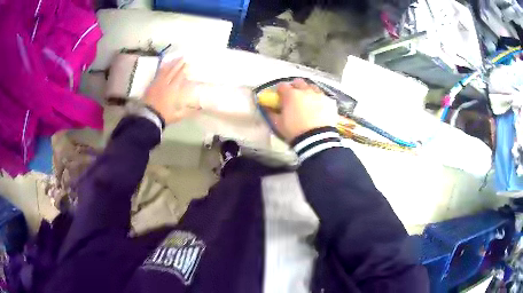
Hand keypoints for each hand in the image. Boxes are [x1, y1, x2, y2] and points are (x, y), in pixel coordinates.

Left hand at [144, 59, 200, 123]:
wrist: (148, 117)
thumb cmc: (164, 116)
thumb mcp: (177, 115)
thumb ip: (188, 111)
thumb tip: (199, 109)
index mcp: (173, 90)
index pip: (179, 76)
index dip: (183, 69)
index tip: (188, 63)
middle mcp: (165, 84)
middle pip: (172, 71)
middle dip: (178, 63)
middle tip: (183, 57)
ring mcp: (157, 83)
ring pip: (164, 71)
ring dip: (170, 64)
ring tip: (174, 59)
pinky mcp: (150, 85)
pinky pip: (157, 74)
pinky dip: (161, 69)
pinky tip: (163, 66)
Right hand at [269, 78, 337, 141]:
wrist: (317, 140)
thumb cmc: (295, 131)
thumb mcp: (278, 124)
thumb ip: (271, 113)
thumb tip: (266, 107)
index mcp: (291, 95)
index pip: (282, 86)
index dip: (280, 91)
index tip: (279, 97)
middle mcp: (305, 91)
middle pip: (298, 82)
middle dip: (295, 87)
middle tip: (293, 97)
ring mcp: (319, 95)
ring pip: (312, 87)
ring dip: (308, 91)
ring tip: (307, 101)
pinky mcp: (330, 102)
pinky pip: (323, 96)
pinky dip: (319, 100)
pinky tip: (319, 108)